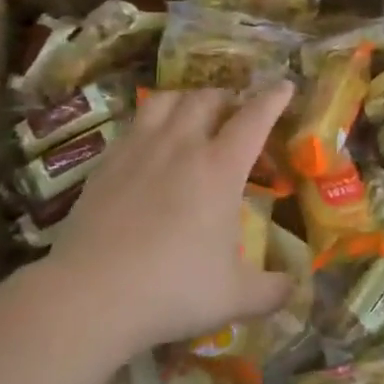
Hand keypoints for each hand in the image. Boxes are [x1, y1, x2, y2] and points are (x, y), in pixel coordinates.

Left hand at [44, 84, 294, 354]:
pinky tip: (150, 145)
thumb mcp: (233, 298)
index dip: (273, 98)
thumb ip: (271, 292)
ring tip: (192, 114)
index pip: (254, 118)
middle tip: (235, 112)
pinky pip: (133, 124)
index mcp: (220, 168)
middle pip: (208, 98)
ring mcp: (139, 149)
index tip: (285, 85)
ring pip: (166, 100)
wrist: (89, 296)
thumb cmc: (171, 290)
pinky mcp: (106, 163)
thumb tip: (294, 289)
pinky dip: (150, 122)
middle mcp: (182, 145)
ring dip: (187, 99)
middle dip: (227, 97)